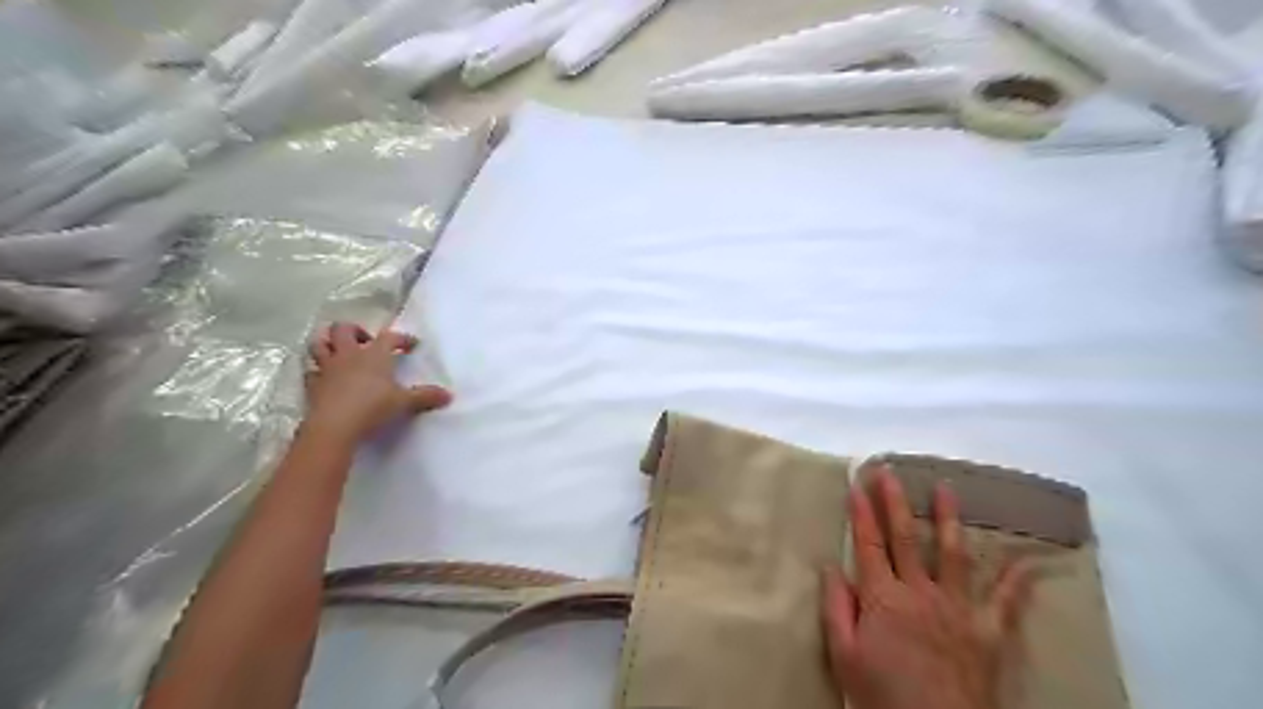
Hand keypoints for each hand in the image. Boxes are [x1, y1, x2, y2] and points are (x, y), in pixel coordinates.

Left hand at [302, 321, 451, 442]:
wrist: (335, 426)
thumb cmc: (373, 407)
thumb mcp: (404, 403)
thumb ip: (426, 397)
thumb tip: (449, 396)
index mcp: (373, 354)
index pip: (389, 337)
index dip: (402, 338)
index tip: (412, 345)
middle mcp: (348, 355)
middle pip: (343, 329)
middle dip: (354, 331)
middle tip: (366, 343)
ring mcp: (327, 368)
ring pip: (319, 344)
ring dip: (328, 343)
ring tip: (339, 351)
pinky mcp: (312, 385)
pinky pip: (310, 371)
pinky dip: (316, 371)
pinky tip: (324, 377)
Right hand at [820, 467, 1034, 708]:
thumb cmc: (883, 696)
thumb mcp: (844, 656)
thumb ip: (836, 608)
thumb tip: (830, 565)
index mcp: (883, 597)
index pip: (868, 544)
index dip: (861, 513)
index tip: (856, 484)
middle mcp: (920, 592)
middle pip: (906, 537)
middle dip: (895, 501)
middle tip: (890, 471)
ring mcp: (958, 608)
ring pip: (953, 553)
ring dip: (948, 517)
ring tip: (947, 487)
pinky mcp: (989, 631)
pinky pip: (1007, 601)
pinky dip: (1018, 579)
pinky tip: (1028, 560)